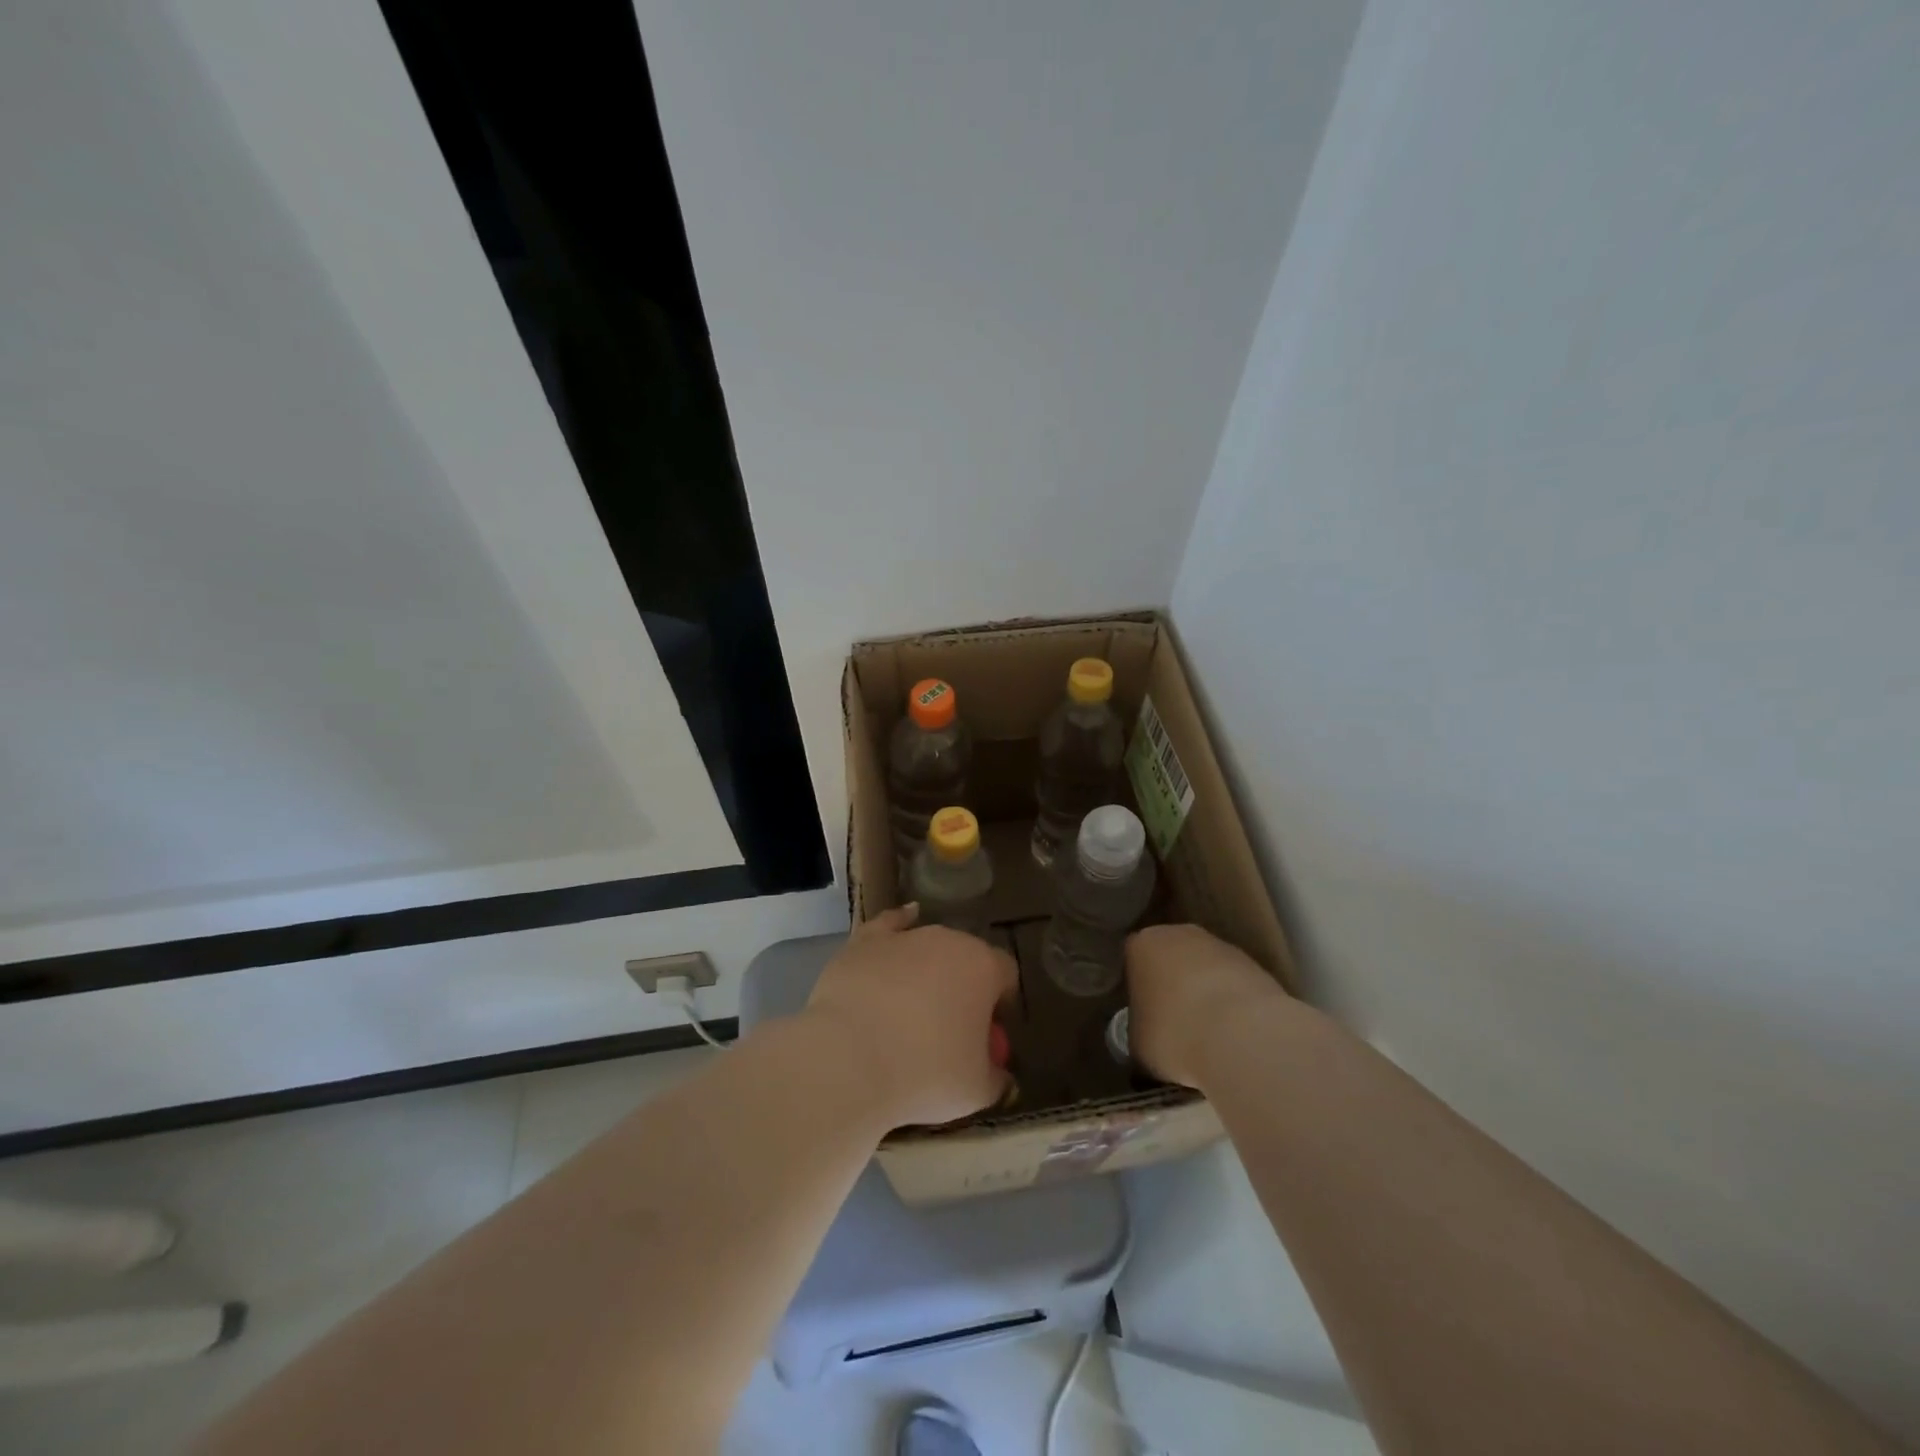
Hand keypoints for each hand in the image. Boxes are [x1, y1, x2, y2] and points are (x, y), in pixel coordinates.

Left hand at [804, 906, 1016, 1128]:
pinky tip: (904, 919)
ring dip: (927, 969)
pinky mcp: (864, 942)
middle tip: (948, 1030)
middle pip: (966, 958)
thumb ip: (995, 1078)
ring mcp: (904, 937)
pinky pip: (888, 925)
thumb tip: (999, 1075)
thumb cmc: (926, 1075)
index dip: (1000, 1005)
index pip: (1006, 976)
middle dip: (963, 987)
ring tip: (912, 1008)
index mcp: (984, 968)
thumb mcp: (976, 1091)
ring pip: (927, 946)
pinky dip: (897, 925)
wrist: (849, 1062)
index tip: (988, 1037)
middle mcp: (948, 940)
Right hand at [1125, 923, 1285, 1088]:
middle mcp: (1179, 934)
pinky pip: (1232, 983)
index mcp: (1141, 945)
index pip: (1132, 960)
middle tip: (1172, 1022)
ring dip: (1204, 993)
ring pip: (1204, 968)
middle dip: (1172, 984)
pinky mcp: (1255, 964)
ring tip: (1207, 1033)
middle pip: (1170, 957)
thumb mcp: (1137, 1042)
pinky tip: (1234, 1033)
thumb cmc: (1174, 1034)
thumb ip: (1138, 1027)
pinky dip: (1232, 1003)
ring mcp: (1220, 945)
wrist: (1243, 1035)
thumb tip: (1147, 1033)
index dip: (1136, 988)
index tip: (1142, 1014)